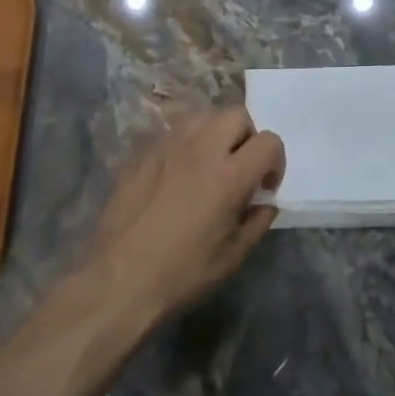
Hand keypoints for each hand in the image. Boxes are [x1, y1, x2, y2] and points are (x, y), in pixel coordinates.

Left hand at [83, 106, 283, 322]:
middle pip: (236, 115)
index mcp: (230, 175)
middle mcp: (201, 149)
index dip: (275, 161)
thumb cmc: (182, 273)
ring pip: (203, 116)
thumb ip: (257, 222)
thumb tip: (264, 204)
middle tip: (239, 167)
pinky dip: (186, 143)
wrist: (119, 280)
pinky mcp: (143, 152)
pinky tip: (178, 172)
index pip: (269, 141)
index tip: (265, 186)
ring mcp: (169, 146)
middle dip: (247, 136)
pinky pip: (173, 131)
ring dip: (215, 133)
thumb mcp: (233, 256)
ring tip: (209, 163)